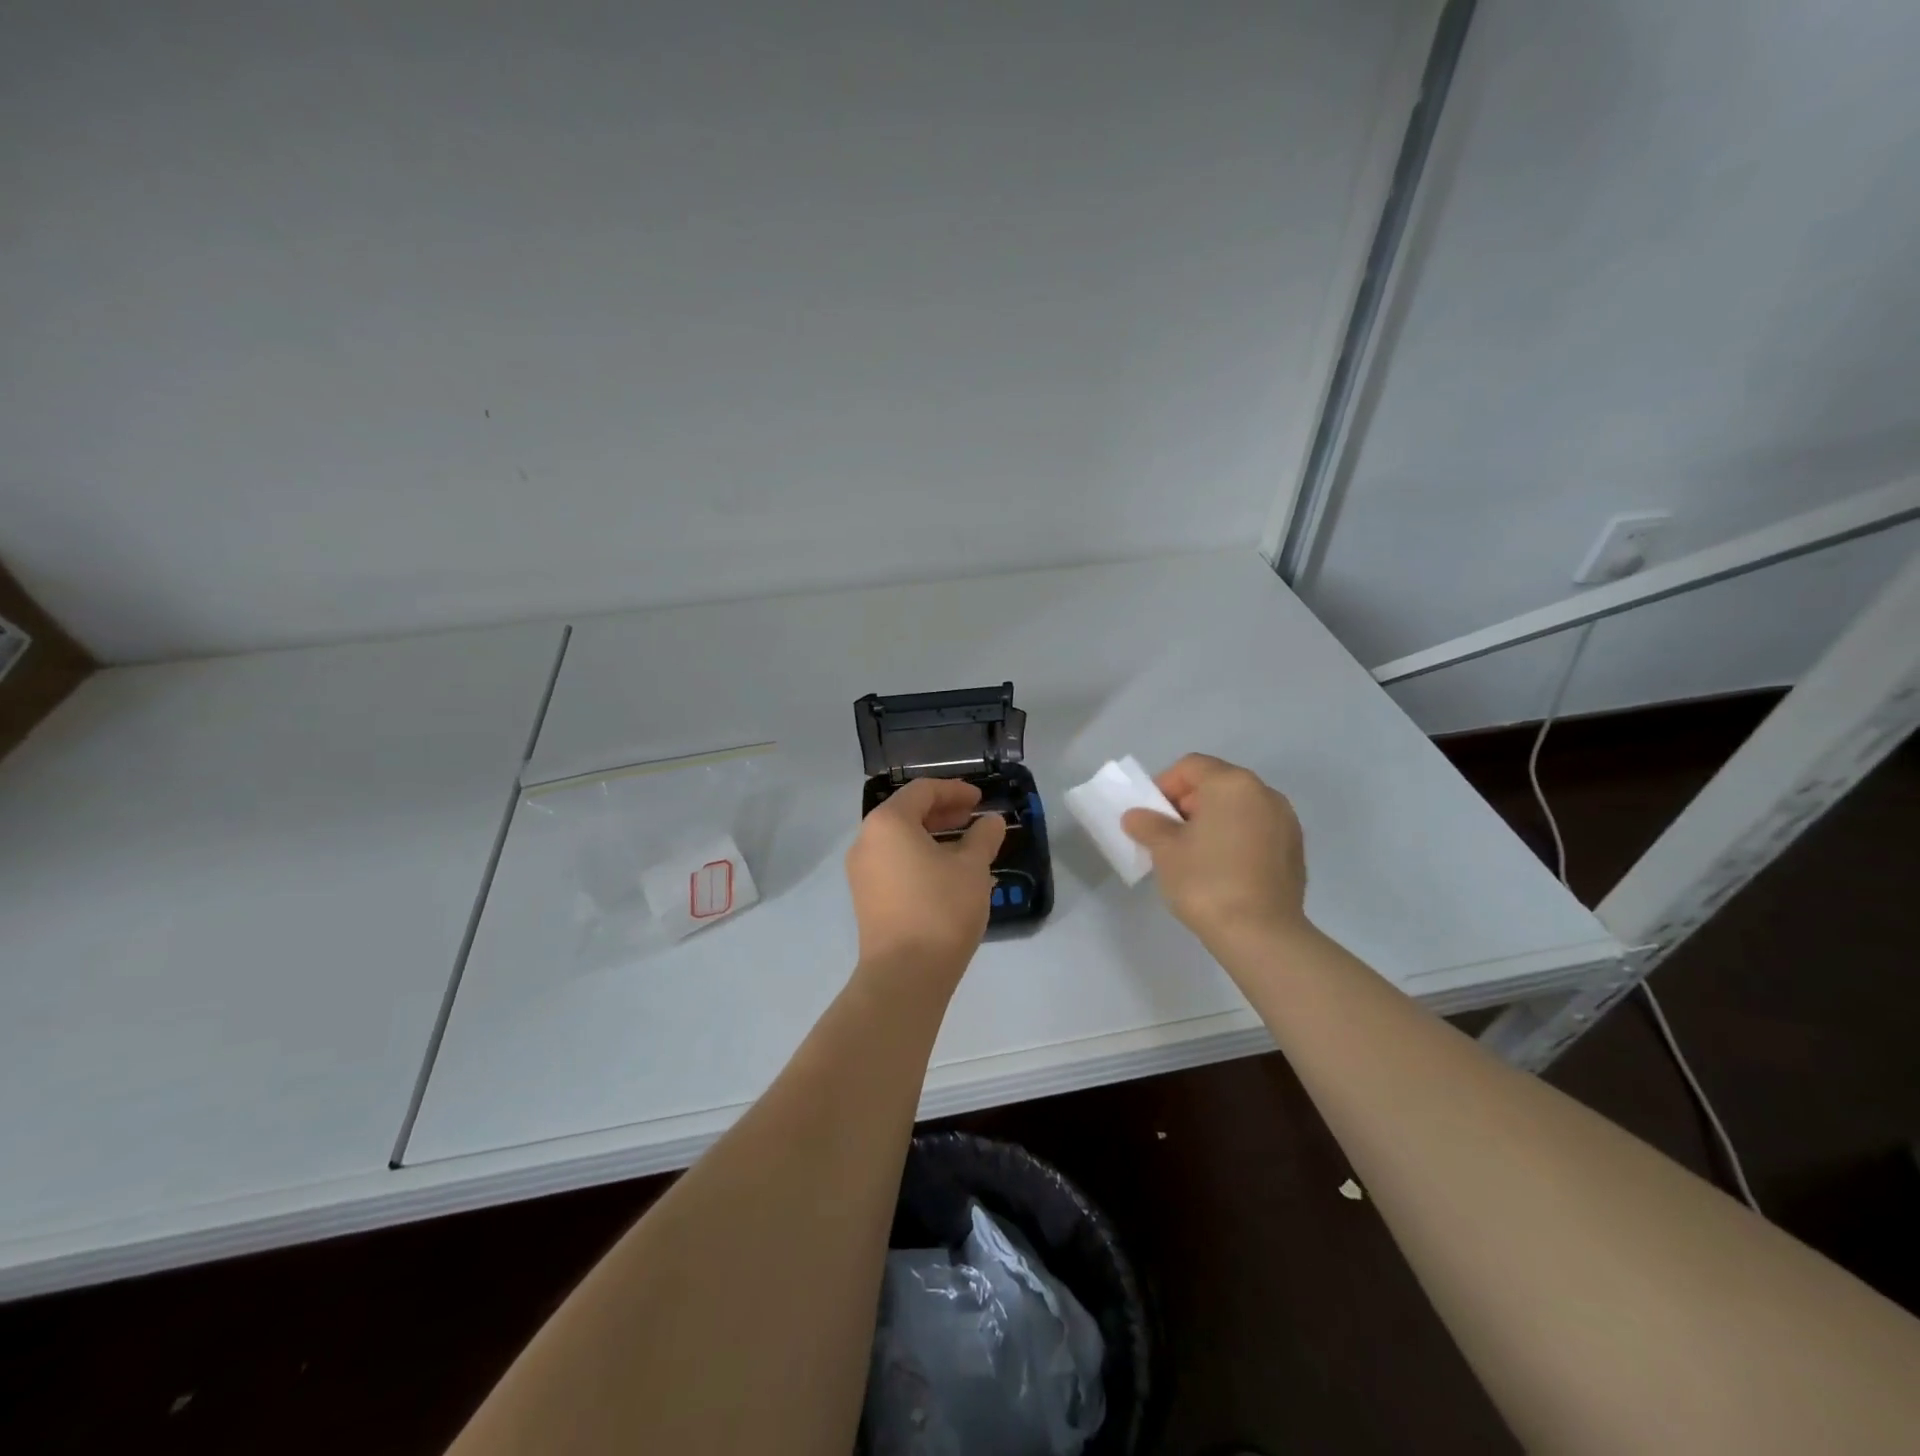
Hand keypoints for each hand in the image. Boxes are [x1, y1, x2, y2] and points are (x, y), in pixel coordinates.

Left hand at [845, 777, 1006, 986]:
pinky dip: (922, 859)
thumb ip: (983, 837)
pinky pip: (895, 864)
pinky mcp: (866, 897)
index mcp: (888, 823)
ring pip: (901, 841)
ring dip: (935, 838)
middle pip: (907, 813)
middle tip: (974, 819)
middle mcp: (867, 840)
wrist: (904, 974)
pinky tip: (950, 876)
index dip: (955, 790)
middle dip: (944, 813)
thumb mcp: (972, 868)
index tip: (980, 799)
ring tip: (969, 850)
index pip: (922, 791)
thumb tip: (990, 821)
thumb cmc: (940, 909)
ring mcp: (862, 871)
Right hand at [1121, 754, 1308, 944]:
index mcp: (1232, 784)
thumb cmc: (1206, 881)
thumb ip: (1148, 825)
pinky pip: (1257, 830)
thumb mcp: (1165, 850)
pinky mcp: (1295, 850)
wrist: (1261, 934)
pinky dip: (1236, 837)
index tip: (1152, 815)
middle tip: (1169, 834)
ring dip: (1214, 820)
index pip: (1190, 766)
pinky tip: (1222, 869)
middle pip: (1217, 783)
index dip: (1164, 785)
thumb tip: (1137, 817)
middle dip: (1189, 803)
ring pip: (1239, 807)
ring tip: (1195, 853)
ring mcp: (1286, 821)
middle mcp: (1264, 793)